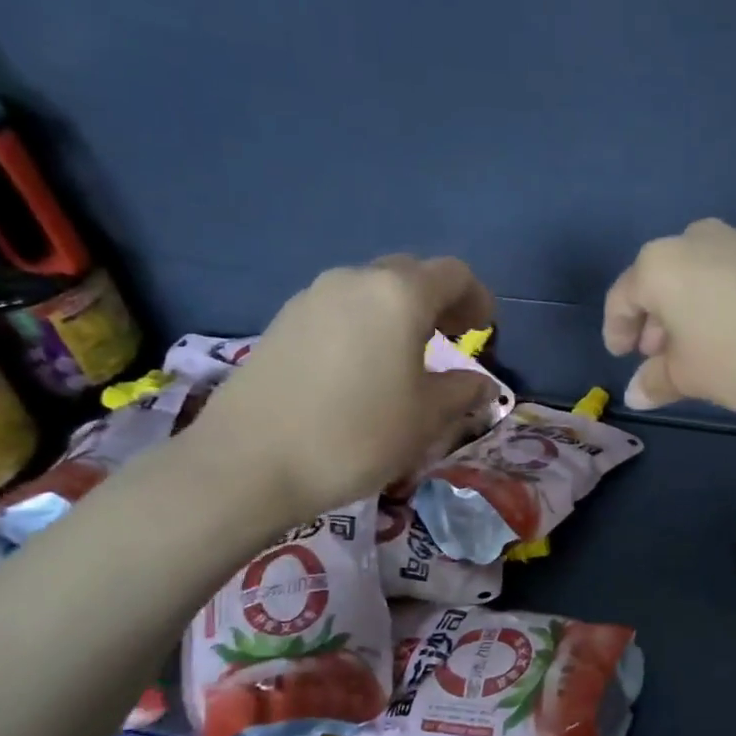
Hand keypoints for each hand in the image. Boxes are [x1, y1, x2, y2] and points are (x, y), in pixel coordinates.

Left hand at [187, 256, 496, 516]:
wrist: (250, 462)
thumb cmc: (357, 435)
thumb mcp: (426, 418)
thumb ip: (461, 392)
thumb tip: (481, 384)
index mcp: (399, 295)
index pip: (453, 274)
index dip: (477, 298)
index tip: (484, 330)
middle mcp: (354, 281)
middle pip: (409, 273)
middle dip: (438, 300)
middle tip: (451, 338)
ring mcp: (312, 298)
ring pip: (370, 290)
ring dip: (399, 312)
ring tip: (407, 356)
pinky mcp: (283, 321)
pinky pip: (339, 309)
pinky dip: (364, 325)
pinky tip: (362, 368)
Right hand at [603, 220, 735, 409]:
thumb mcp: (692, 377)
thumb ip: (658, 382)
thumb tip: (636, 393)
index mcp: (658, 266)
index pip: (621, 299)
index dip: (617, 331)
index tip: (622, 356)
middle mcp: (692, 240)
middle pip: (660, 284)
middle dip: (656, 323)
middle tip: (661, 358)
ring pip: (696, 279)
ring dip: (690, 314)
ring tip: (701, 349)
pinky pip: (730, 277)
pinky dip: (721, 304)